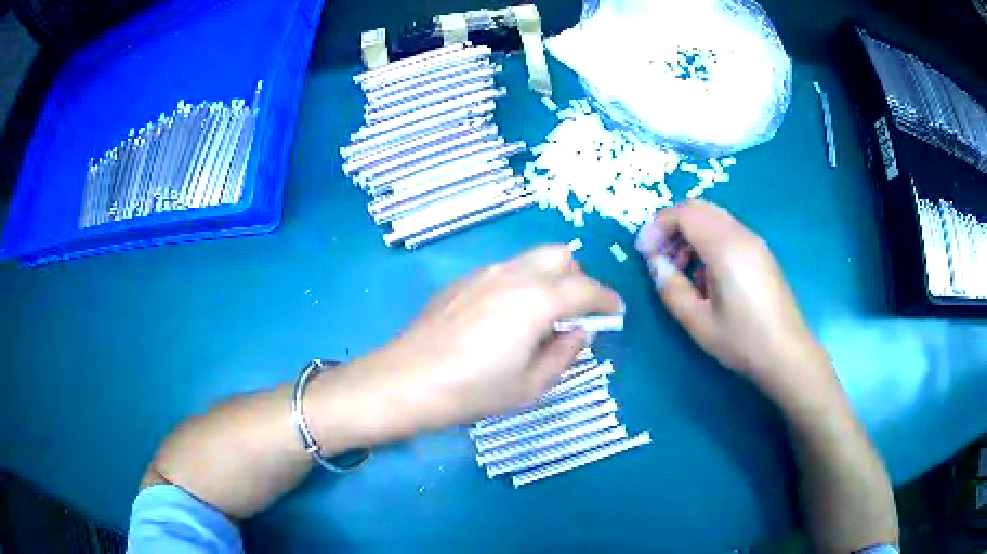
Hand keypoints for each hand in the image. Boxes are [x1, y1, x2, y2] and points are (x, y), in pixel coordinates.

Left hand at [337, 246, 621, 440]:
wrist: (406, 381)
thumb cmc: (472, 391)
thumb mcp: (529, 385)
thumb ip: (564, 354)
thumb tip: (579, 332)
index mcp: (537, 300)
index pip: (587, 289)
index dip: (607, 299)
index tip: (616, 312)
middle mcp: (513, 275)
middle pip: (560, 256)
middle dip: (578, 279)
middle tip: (577, 313)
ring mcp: (483, 274)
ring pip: (530, 260)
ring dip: (549, 279)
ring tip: (543, 317)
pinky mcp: (462, 282)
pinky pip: (505, 272)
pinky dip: (521, 284)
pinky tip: (507, 318)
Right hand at [634, 200, 826, 395]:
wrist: (787, 354)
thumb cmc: (743, 342)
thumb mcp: (699, 323)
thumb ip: (672, 289)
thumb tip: (656, 264)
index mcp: (726, 249)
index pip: (684, 214)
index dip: (657, 226)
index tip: (643, 253)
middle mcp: (741, 235)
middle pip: (698, 208)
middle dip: (671, 226)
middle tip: (658, 257)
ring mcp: (754, 242)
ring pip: (713, 217)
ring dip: (689, 233)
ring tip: (679, 269)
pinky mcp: (760, 252)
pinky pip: (727, 230)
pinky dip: (706, 240)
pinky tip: (704, 274)